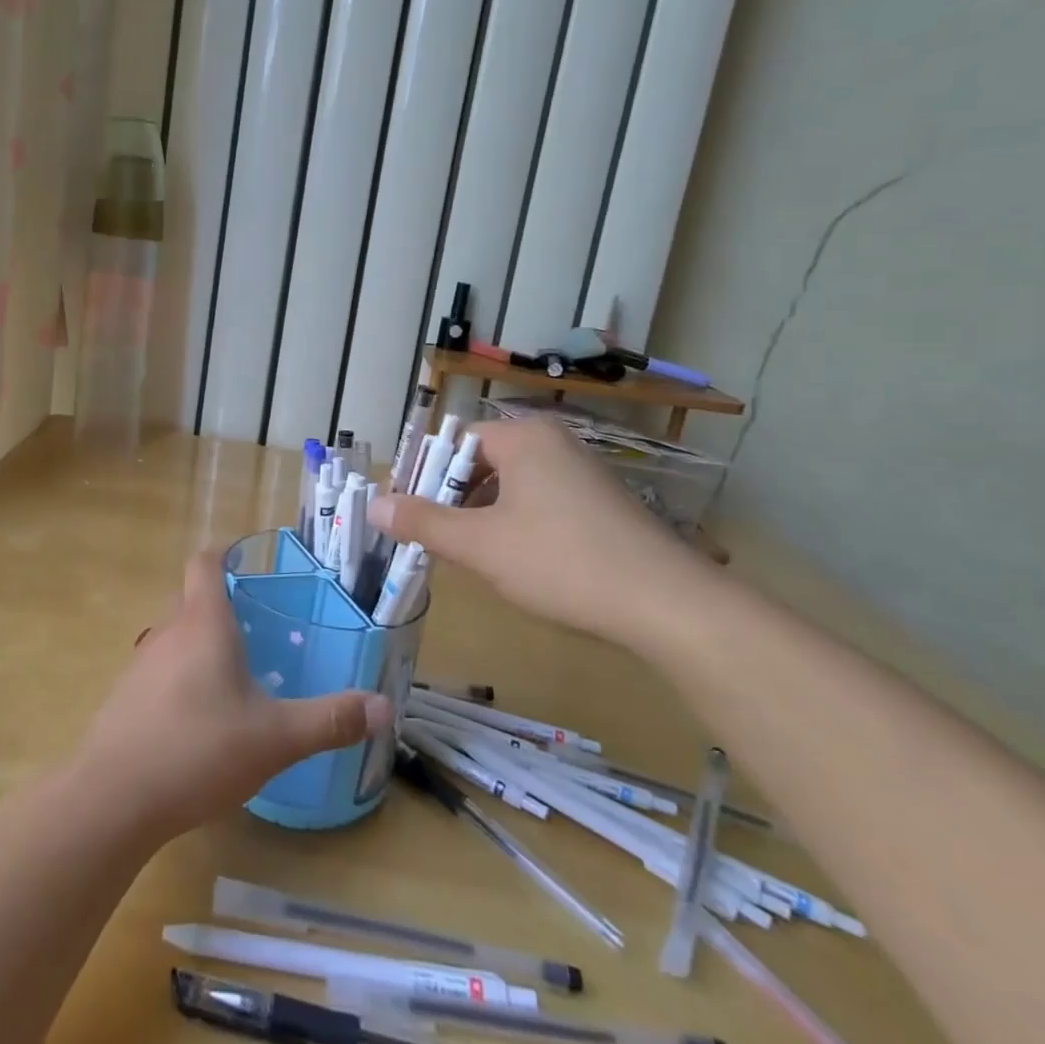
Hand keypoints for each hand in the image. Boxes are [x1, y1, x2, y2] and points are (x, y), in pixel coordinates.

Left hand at [74, 553, 388, 841]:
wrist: (112, 799)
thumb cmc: (199, 751)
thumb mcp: (275, 738)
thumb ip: (330, 720)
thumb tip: (385, 707)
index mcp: (203, 623)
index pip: (205, 562)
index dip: (225, 553)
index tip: (250, 563)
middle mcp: (167, 632)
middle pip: (190, 598)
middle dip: (221, 604)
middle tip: (258, 628)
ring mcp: (140, 665)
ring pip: (174, 636)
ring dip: (200, 643)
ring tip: (235, 674)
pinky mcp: (125, 698)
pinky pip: (158, 670)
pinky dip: (181, 676)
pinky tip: (200, 718)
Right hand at [368, 417, 701, 653]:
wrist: (669, 606)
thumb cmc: (563, 562)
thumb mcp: (481, 545)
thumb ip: (423, 523)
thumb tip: (374, 505)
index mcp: (523, 437)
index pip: (453, 443)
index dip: (421, 476)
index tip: (402, 514)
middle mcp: (553, 443)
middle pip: (479, 462)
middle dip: (448, 499)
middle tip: (427, 538)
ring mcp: (580, 472)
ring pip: (508, 486)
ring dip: (478, 515)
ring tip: (463, 554)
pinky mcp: (599, 503)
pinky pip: (537, 502)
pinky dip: (512, 524)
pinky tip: (510, 561)